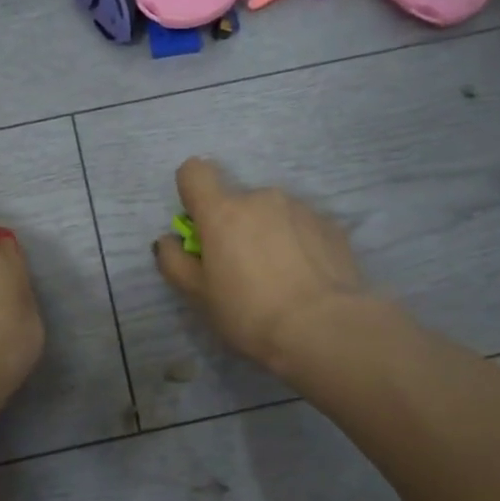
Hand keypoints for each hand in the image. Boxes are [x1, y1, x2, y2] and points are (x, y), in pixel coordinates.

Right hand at [154, 157, 366, 373]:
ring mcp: (301, 208)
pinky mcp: (332, 225)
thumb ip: (175, 262)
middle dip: (235, 226)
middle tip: (243, 269)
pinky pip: (303, 227)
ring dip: (270, 233)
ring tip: (281, 277)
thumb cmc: (250, 313)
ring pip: (273, 213)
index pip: (195, 172)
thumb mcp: (199, 296)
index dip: (192, 191)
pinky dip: (299, 243)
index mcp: (223, 211)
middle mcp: (262, 197)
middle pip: (237, 200)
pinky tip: (307, 278)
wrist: (325, 329)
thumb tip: (167, 241)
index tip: (199, 223)